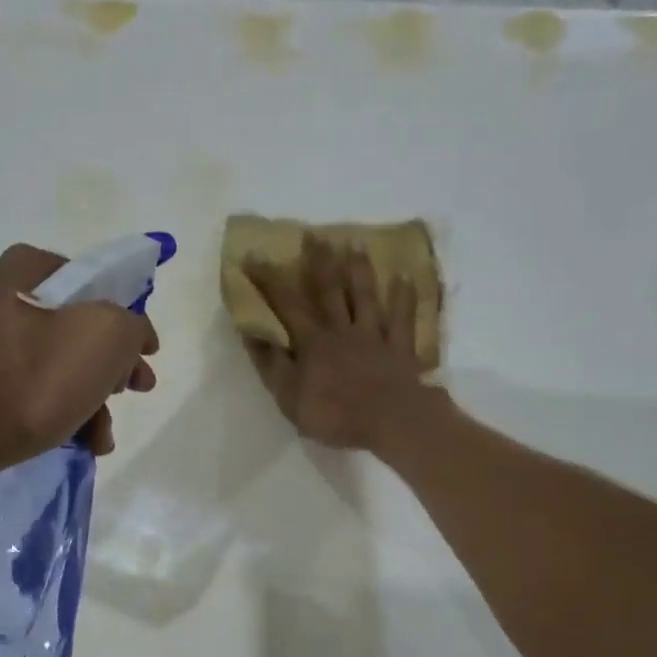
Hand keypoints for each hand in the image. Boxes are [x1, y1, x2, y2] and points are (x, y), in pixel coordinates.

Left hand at [0, 244, 158, 475]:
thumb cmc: (33, 379)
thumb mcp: (106, 336)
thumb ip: (132, 325)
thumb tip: (132, 336)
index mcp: (22, 272)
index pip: (89, 277)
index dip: (124, 310)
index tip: (142, 347)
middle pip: (78, 326)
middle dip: (114, 364)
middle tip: (136, 387)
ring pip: (60, 364)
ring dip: (94, 398)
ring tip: (104, 435)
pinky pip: (34, 392)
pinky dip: (63, 413)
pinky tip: (83, 443)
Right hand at [242, 235, 435, 454]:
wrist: (390, 421)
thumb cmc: (335, 413)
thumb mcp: (289, 397)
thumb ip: (271, 364)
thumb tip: (251, 332)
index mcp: (313, 343)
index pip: (286, 306)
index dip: (268, 280)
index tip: (253, 254)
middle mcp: (343, 331)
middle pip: (330, 291)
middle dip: (319, 262)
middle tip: (315, 235)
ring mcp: (375, 337)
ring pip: (367, 297)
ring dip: (361, 271)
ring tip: (357, 244)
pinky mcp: (401, 349)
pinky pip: (403, 319)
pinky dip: (404, 298)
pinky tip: (405, 277)